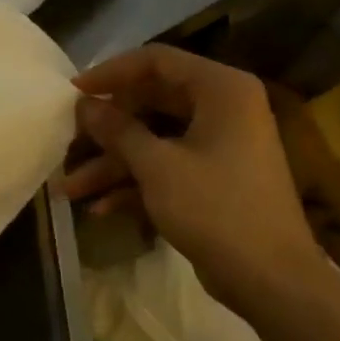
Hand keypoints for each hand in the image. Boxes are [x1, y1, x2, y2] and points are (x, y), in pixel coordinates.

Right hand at [63, 45, 326, 308]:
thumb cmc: (216, 209)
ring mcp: (218, 145)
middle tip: (68, 137)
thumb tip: (83, 105)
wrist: (271, 279)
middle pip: (150, 101)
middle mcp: (223, 109)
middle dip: (106, 127)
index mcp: (221, 90)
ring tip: (69, 187)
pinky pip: (165, 166)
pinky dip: (134, 183)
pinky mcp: (212, 178)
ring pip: (153, 139)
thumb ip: (117, 130)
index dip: (110, 73)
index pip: (156, 61)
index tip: (73, 91)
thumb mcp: (157, 166)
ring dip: (112, 163)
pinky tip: (99, 208)